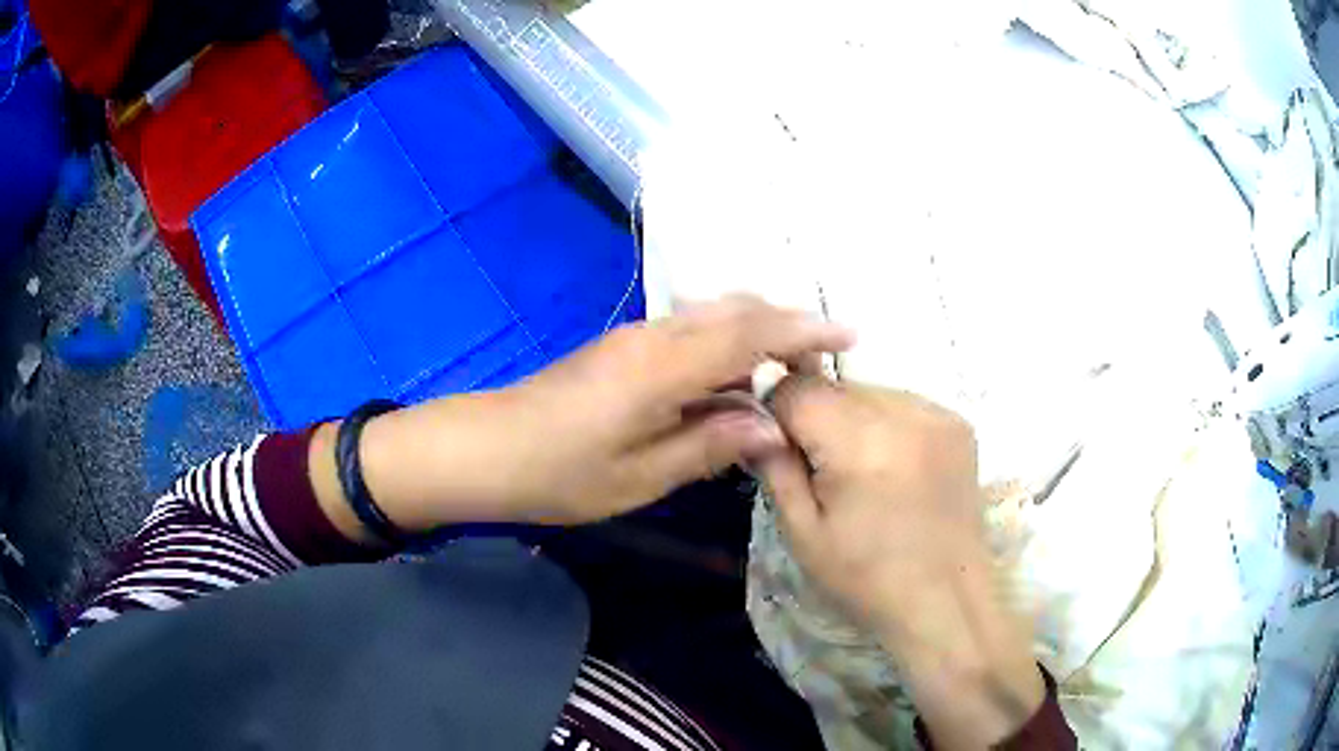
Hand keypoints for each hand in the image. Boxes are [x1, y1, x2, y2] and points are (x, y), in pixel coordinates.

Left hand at [504, 296, 853, 523]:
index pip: (750, 333)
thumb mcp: (641, 476)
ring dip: (756, 329)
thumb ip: (710, 445)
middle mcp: (654, 336)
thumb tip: (771, 427)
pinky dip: (725, 340)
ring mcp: (635, 336)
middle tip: (825, 355)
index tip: (848, 333)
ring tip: (789, 365)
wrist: (488, 449)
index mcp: (663, 367)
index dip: (803, 330)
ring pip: (712, 314)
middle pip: (735, 310)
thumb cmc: (561, 473)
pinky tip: (733, 374)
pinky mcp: (623, 346)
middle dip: (787, 323)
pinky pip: (690, 328)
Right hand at [753, 377, 1044, 748]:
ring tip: (861, 472)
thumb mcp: (802, 533)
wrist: (946, 602)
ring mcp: (938, 412)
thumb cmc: (867, 579)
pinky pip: (903, 404)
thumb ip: (775, 464)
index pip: (796, 387)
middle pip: (834, 386)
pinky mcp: (959, 423)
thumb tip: (752, 416)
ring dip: (851, 419)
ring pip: (869, 392)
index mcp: (860, 442)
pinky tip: (893, 468)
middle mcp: (904, 411)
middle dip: (814, 416)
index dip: (775, 410)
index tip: (775, 445)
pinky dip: (885, 425)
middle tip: (817, 468)